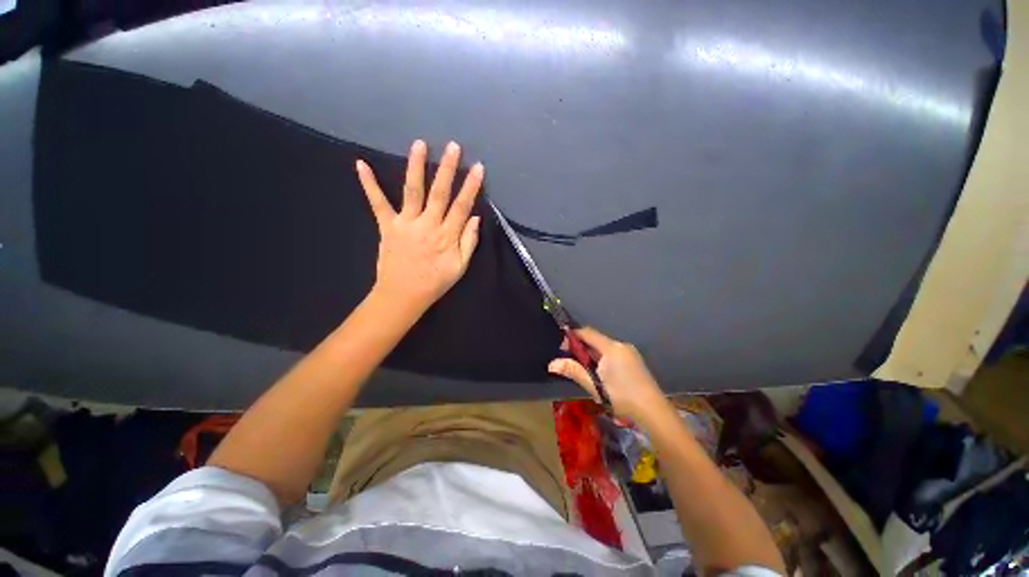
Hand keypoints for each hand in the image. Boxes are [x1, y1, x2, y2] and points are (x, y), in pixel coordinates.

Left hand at [357, 140, 483, 314]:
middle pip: (440, 193)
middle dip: (447, 168)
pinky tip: (360, 164)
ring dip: (416, 166)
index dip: (471, 187)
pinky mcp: (388, 226)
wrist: (403, 295)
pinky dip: (369, 184)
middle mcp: (428, 224)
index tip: (478, 167)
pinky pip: (378, 203)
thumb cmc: (435, 282)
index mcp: (447, 236)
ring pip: (412, 191)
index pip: (462, 206)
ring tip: (419, 144)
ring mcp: (406, 224)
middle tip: (453, 146)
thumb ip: (469, 242)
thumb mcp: (460, 267)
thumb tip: (475, 218)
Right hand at [548, 327, 669, 423]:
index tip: (561, 346)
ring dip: (591, 354)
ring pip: (604, 347)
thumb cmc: (621, 397)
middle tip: (570, 360)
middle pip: (596, 339)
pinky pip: (613, 353)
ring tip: (584, 369)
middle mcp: (621, 345)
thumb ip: (573, 371)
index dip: (573, 336)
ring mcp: (630, 352)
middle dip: (581, 347)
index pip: (587, 333)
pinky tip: (600, 373)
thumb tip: (551, 364)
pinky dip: (602, 358)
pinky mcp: (634, 361)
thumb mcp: (594, 385)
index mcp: (611, 347)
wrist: (653, 412)